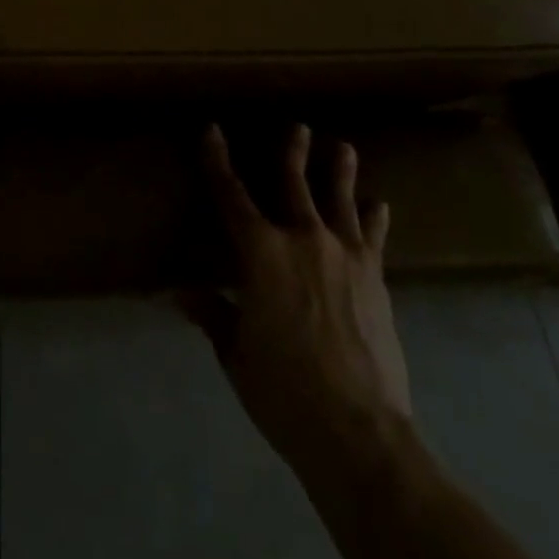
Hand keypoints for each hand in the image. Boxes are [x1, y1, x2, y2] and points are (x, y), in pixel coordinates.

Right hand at [183, 125, 410, 468]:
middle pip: (294, 184)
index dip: (218, 160)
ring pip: (340, 200)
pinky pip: (373, 239)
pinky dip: (375, 220)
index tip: (212, 130)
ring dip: (339, 172)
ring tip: (343, 147)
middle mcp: (302, 239)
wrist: (359, 432)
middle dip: (292, 152)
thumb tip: (179, 291)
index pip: (231, 194)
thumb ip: (211, 313)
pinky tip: (379, 206)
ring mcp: (344, 256)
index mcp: (261, 252)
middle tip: (298, 126)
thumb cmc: (284, 390)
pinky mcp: (374, 279)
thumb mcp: (235, 352)